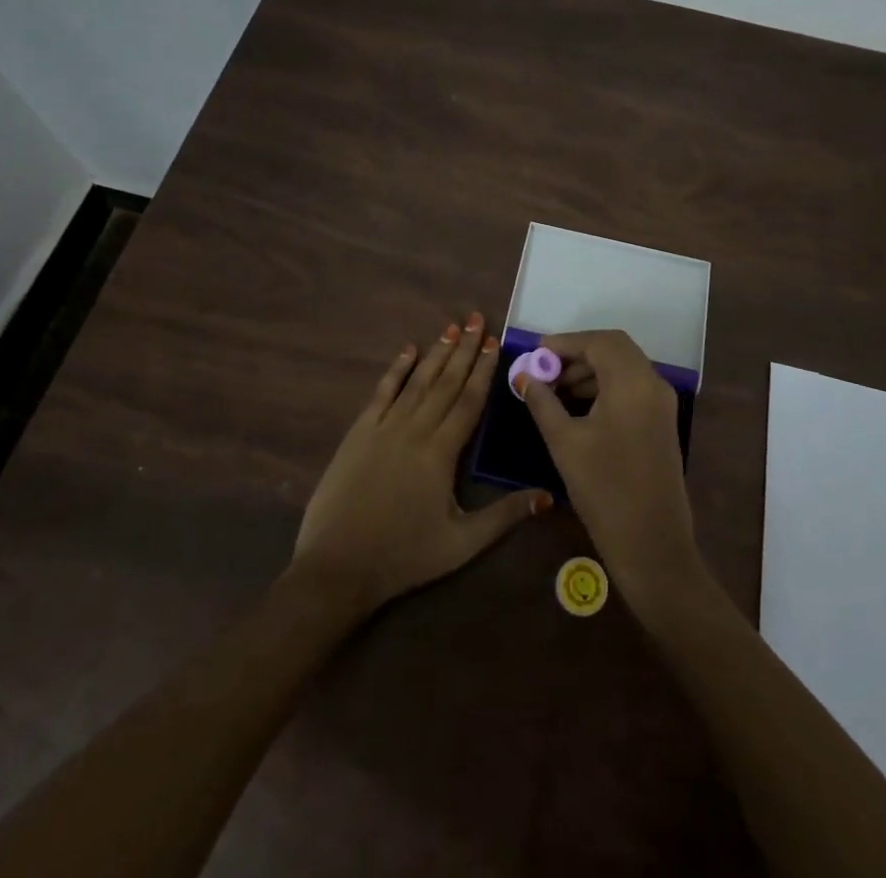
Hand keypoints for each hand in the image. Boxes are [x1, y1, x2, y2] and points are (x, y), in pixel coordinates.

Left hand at [293, 314, 549, 615]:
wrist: (337, 566)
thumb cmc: (404, 556)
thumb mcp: (462, 543)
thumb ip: (504, 516)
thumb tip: (547, 497)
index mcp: (442, 452)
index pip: (469, 401)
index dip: (483, 370)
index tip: (493, 342)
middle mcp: (415, 429)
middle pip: (445, 382)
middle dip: (463, 349)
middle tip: (475, 318)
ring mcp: (384, 427)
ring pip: (417, 381)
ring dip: (435, 352)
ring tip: (451, 327)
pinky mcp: (359, 433)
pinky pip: (382, 392)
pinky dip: (396, 369)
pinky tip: (407, 350)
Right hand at [521, 330, 703, 605]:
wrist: (652, 545)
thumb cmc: (605, 490)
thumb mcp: (565, 442)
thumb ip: (543, 402)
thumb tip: (524, 376)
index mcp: (632, 382)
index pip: (598, 342)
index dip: (565, 342)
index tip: (534, 353)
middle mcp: (653, 384)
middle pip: (614, 348)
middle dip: (577, 353)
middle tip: (544, 368)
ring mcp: (662, 403)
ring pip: (624, 367)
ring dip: (590, 370)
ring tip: (554, 389)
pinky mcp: (661, 422)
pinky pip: (631, 386)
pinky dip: (605, 385)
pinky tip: (578, 406)